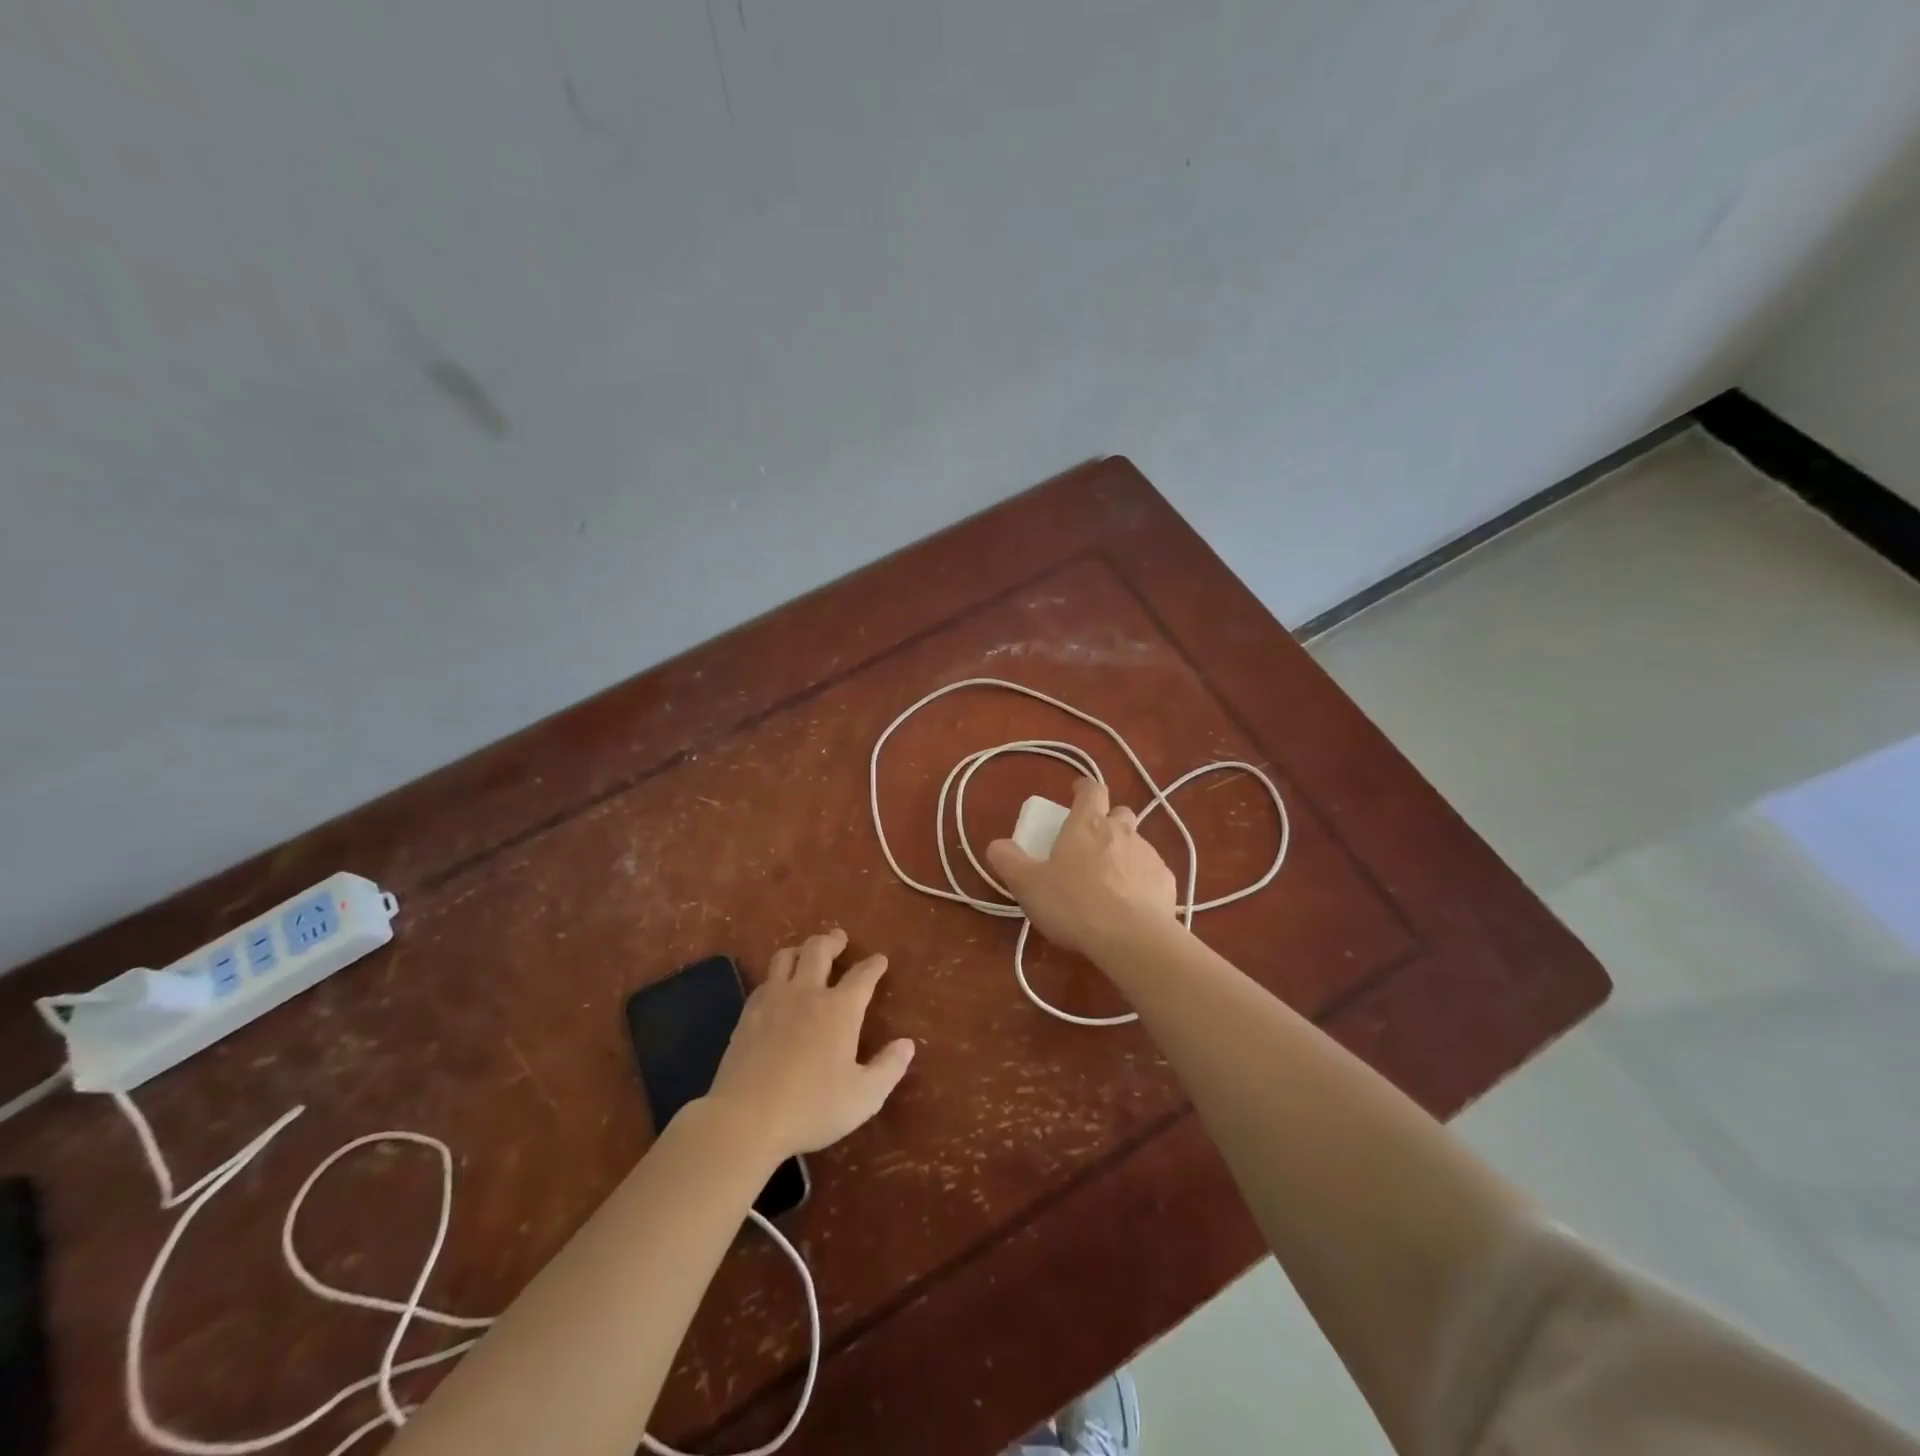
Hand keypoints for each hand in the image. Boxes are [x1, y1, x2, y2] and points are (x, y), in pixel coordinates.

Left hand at [704, 929, 914, 1160]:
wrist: (745, 1119)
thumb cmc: (811, 1108)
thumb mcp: (864, 1096)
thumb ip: (889, 1068)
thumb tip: (907, 1044)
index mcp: (840, 1009)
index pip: (862, 976)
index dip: (873, 965)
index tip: (880, 960)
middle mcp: (807, 993)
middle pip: (819, 950)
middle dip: (832, 941)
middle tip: (839, 938)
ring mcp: (773, 1001)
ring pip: (786, 957)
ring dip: (800, 950)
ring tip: (807, 954)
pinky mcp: (747, 1015)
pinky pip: (764, 980)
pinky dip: (776, 975)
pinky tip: (777, 987)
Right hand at [986, 777, 1178, 958]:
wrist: (1131, 938)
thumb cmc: (1073, 904)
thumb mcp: (1028, 885)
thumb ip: (1009, 861)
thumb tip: (996, 845)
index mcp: (1087, 824)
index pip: (1091, 789)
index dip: (1083, 789)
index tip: (1075, 795)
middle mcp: (1122, 831)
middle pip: (1120, 813)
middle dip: (1108, 821)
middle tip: (1091, 844)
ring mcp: (1148, 855)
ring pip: (1137, 843)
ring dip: (1124, 853)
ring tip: (1109, 882)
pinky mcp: (1166, 882)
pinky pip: (1152, 873)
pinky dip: (1141, 881)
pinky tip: (1131, 905)